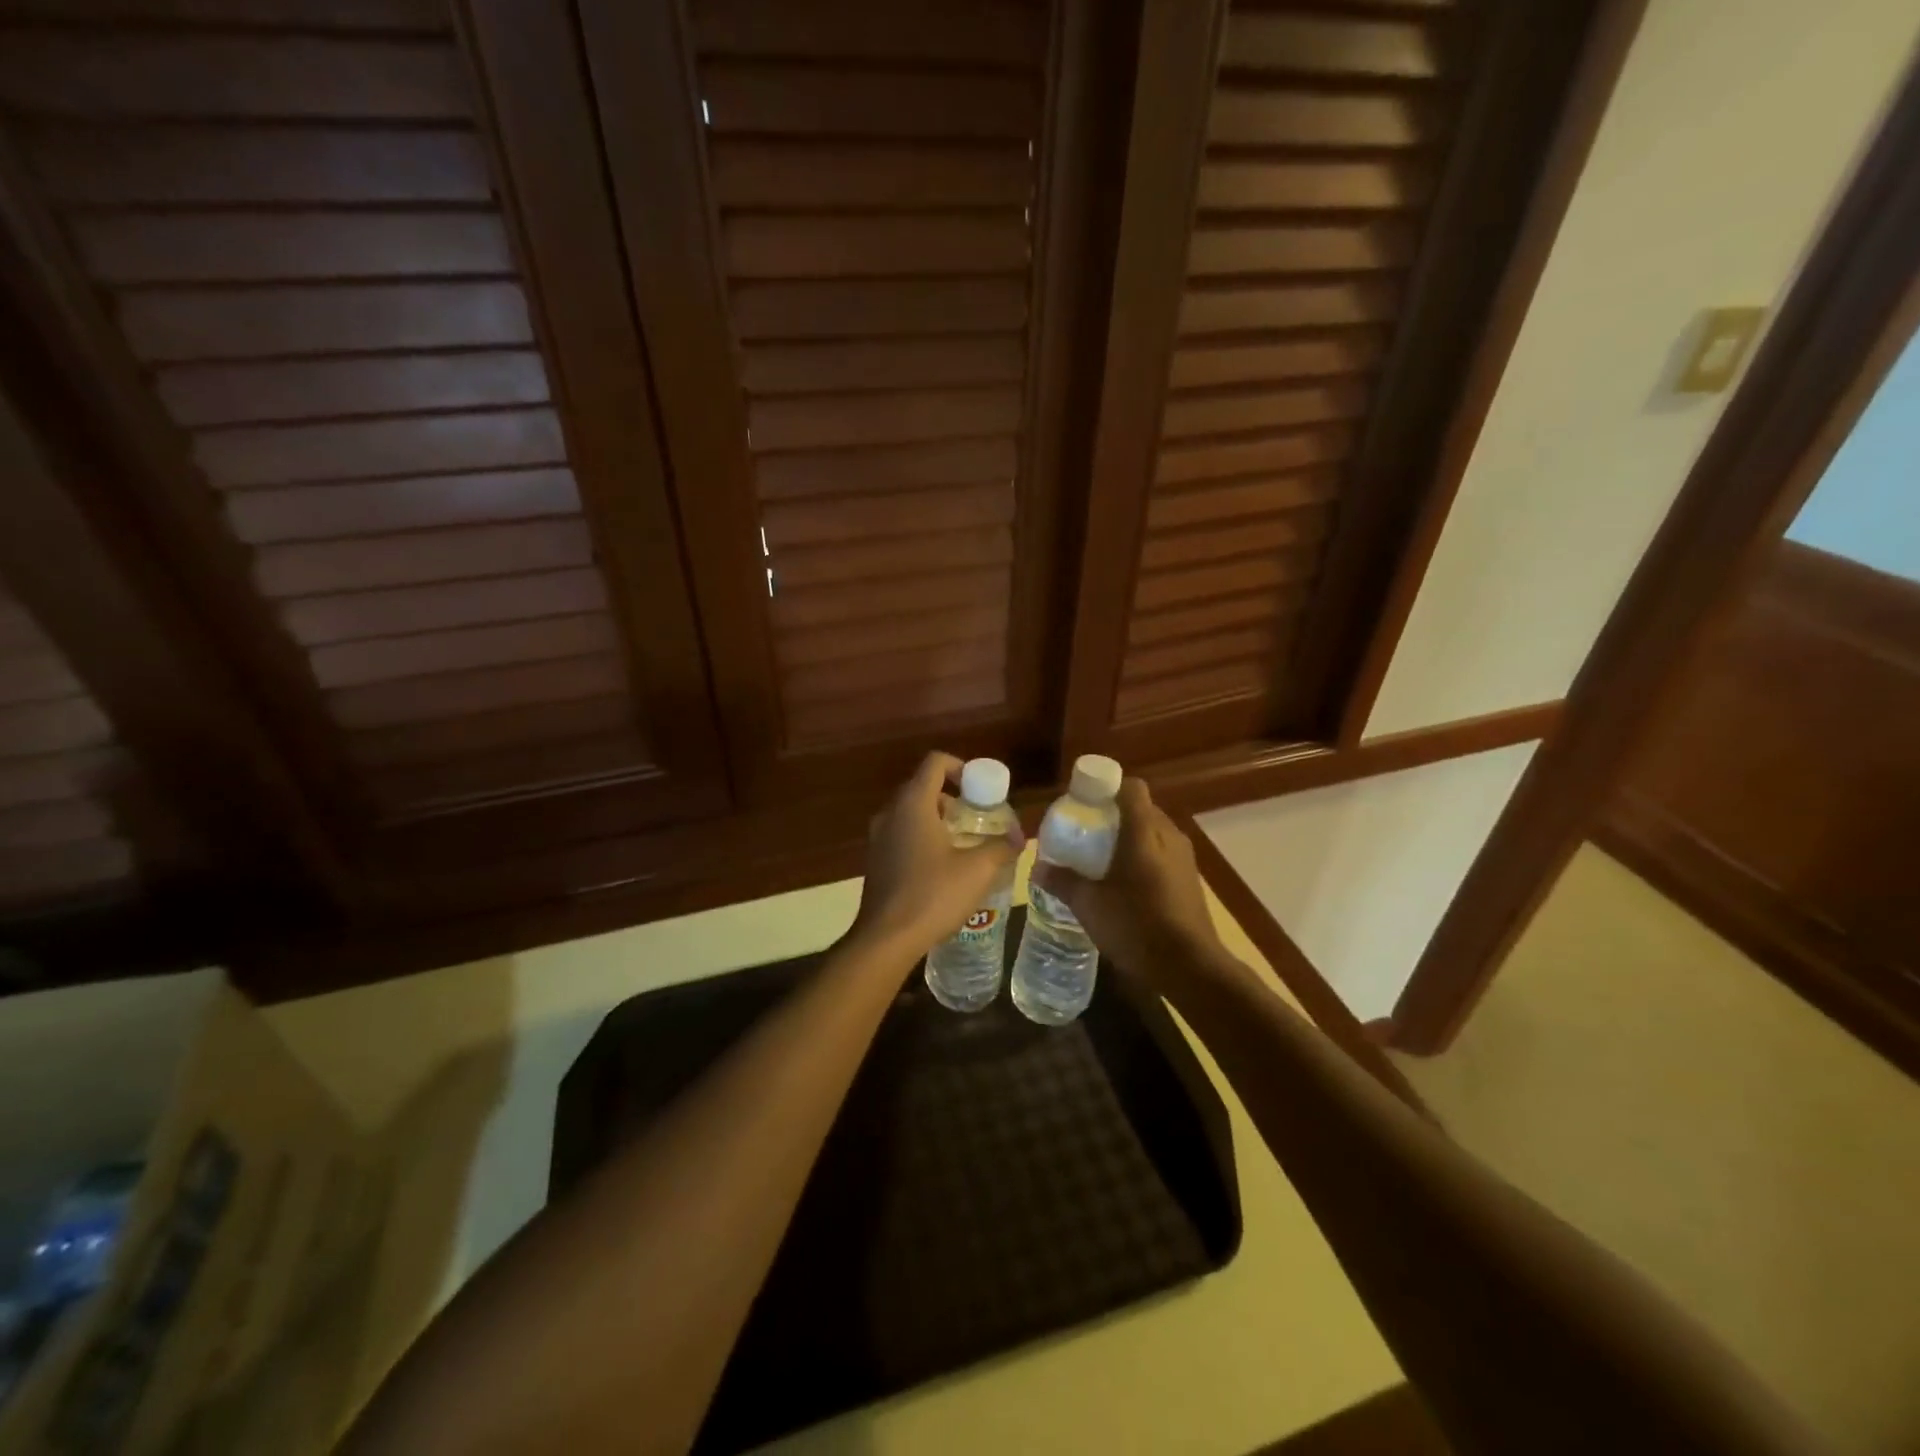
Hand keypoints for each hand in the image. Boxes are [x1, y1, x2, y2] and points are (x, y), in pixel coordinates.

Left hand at [851, 752, 1021, 959]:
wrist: (886, 938)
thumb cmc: (933, 895)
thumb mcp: (977, 870)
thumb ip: (1001, 847)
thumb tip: (1020, 837)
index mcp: (913, 804)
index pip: (935, 763)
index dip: (960, 767)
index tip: (979, 788)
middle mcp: (891, 812)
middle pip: (922, 787)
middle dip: (953, 797)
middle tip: (977, 818)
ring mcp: (878, 837)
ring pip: (911, 813)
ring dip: (937, 819)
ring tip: (963, 844)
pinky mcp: (875, 860)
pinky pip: (901, 835)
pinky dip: (922, 838)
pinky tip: (941, 868)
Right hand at [1030, 777, 1225, 986]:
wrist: (1190, 968)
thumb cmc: (1136, 926)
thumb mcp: (1089, 905)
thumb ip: (1063, 881)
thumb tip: (1037, 867)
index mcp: (1144, 832)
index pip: (1131, 788)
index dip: (1107, 788)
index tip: (1084, 803)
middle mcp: (1168, 836)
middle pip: (1141, 809)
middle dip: (1114, 816)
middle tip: (1085, 834)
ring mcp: (1184, 859)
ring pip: (1153, 833)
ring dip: (1129, 839)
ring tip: (1101, 860)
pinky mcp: (1190, 880)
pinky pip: (1163, 855)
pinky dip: (1144, 859)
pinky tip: (1125, 885)